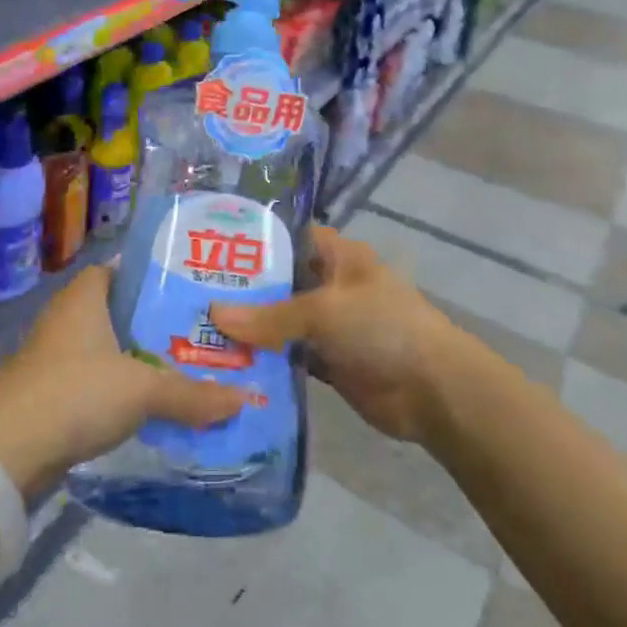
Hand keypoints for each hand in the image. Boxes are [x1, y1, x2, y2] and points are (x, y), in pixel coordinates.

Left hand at [0, 265, 246, 496]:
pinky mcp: (49, 397)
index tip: (187, 287)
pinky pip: (94, 384)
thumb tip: (245, 399)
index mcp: (83, 298)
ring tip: (185, 368)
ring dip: (137, 360)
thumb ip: (193, 394)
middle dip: (152, 323)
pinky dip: (119, 391)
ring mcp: (53, 360)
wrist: (5, 452)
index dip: (149, 276)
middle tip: (199, 331)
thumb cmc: (76, 393)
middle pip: (116, 312)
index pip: (117, 270)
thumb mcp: (143, 390)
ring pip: (106, 351)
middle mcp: (66, 320)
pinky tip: (150, 407)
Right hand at [211, 225, 473, 444]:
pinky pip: (290, 357)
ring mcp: (331, 327)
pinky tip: (228, 363)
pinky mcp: (329, 363)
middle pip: (281, 282)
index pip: (292, 237)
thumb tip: (214, 314)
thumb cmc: (382, 328)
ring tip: (198, 328)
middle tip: (193, 293)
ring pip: (282, 322)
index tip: (211, 245)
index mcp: (339, 257)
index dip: (257, 239)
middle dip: (243, 289)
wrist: (433, 390)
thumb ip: (270, 315)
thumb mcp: (324, 311)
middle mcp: (332, 286)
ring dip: (251, 329)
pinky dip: (266, 361)